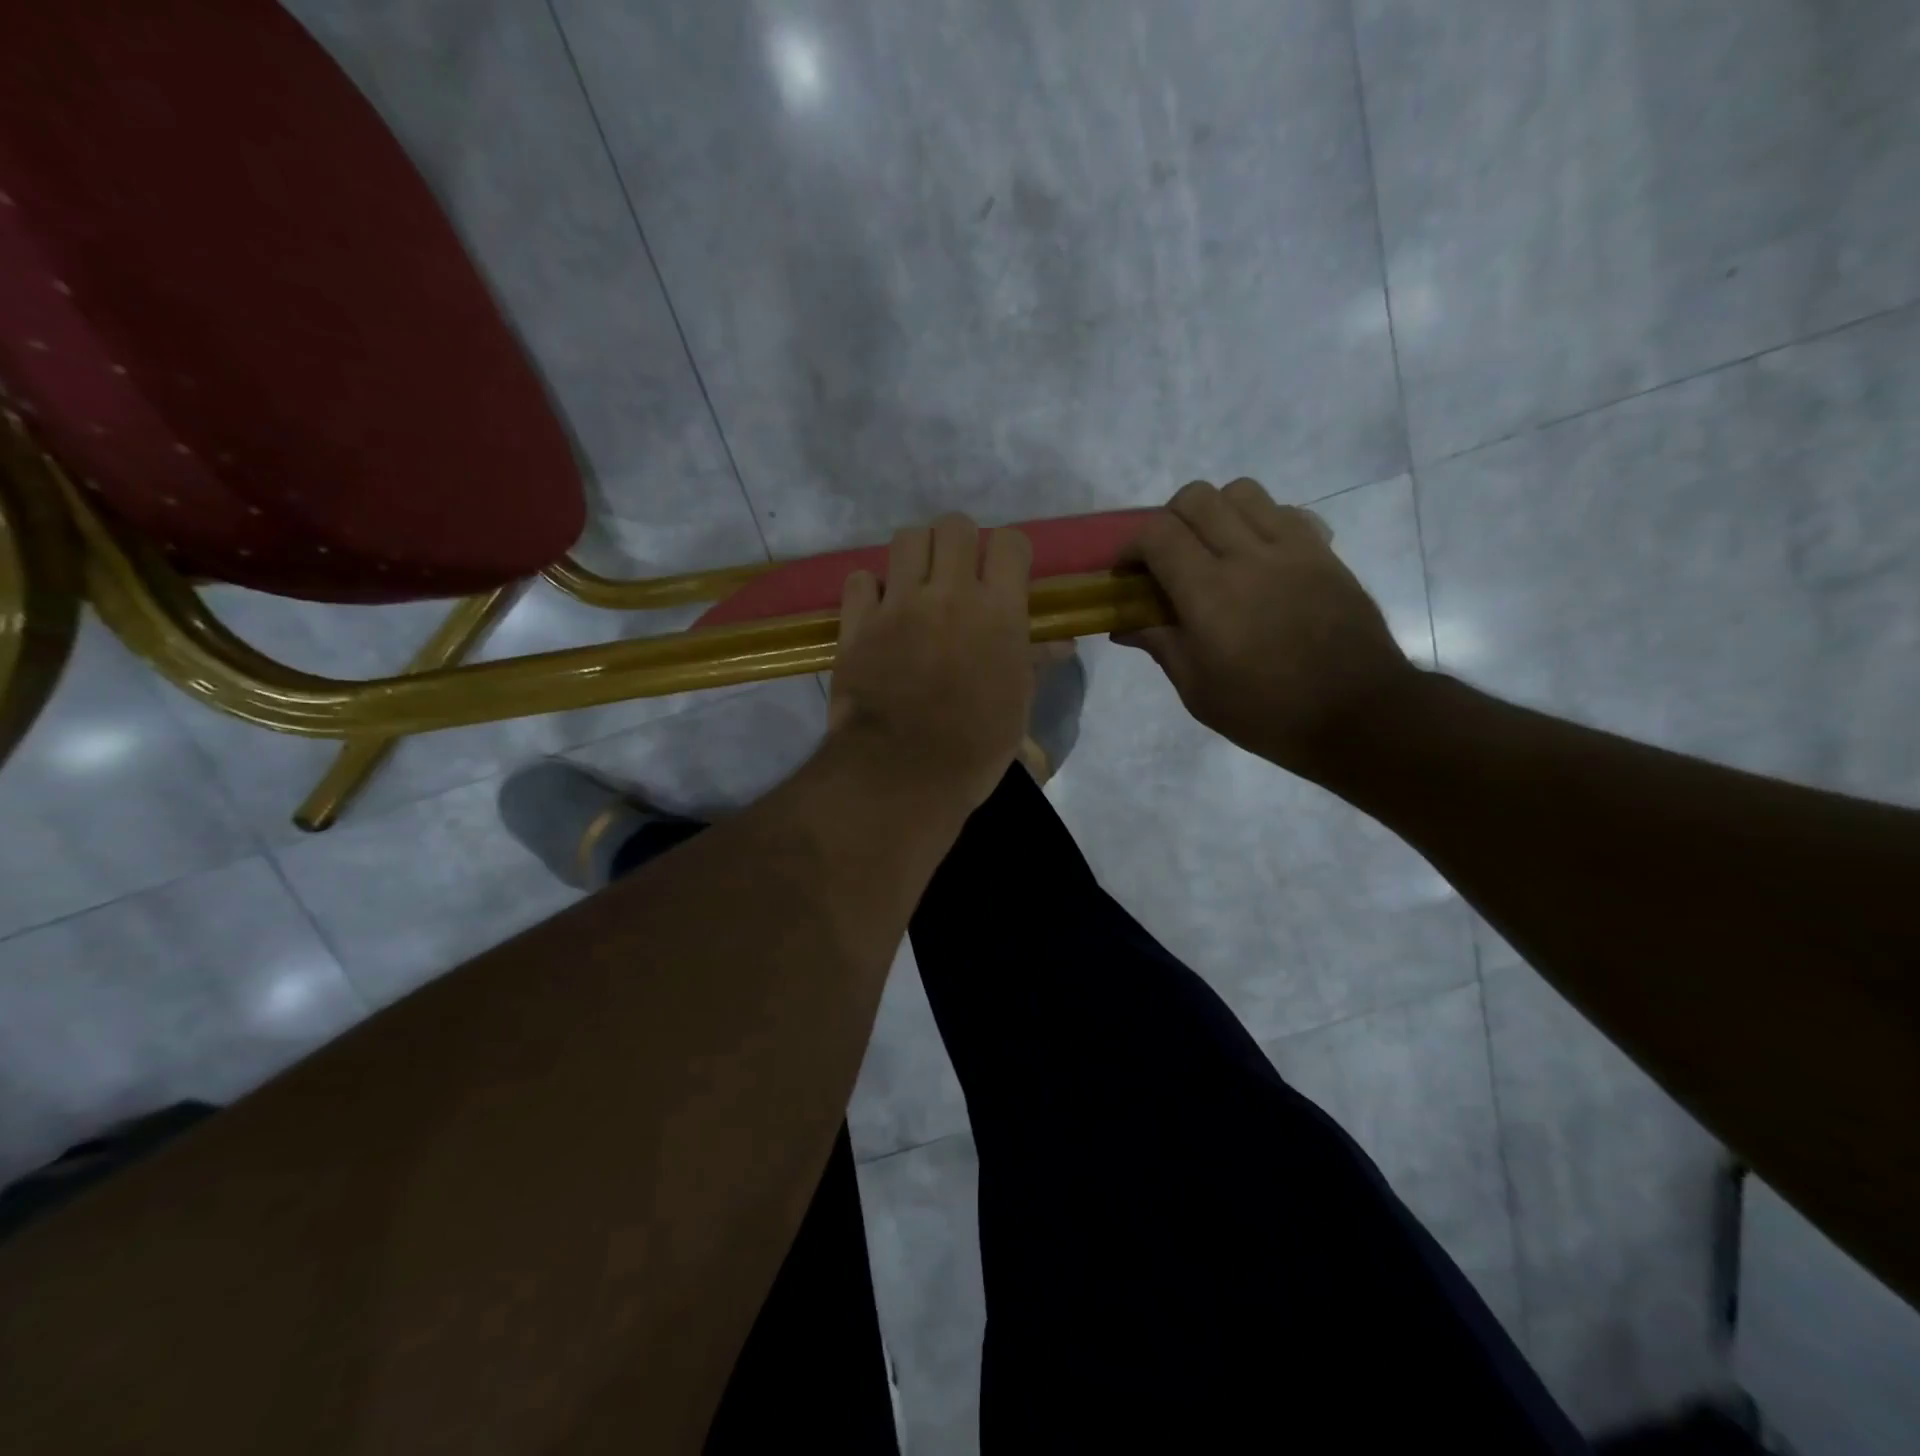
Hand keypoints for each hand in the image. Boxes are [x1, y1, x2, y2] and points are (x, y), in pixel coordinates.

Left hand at [830, 513, 1034, 811]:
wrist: (903, 773)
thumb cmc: (974, 746)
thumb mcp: (1016, 704)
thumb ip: (1032, 660)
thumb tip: (1059, 643)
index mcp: (998, 611)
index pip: (1010, 542)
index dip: (1007, 554)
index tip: (1002, 576)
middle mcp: (948, 594)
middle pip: (954, 526)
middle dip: (959, 544)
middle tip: (956, 576)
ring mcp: (898, 605)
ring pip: (906, 538)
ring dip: (915, 556)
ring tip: (916, 586)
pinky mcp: (857, 623)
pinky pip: (860, 579)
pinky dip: (870, 590)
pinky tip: (878, 612)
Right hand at [1115, 478, 1416, 779]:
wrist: (1358, 713)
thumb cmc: (1267, 712)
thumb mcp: (1199, 690)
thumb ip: (1161, 645)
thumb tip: (1126, 626)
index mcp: (1209, 593)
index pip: (1158, 534)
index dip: (1132, 546)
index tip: (1128, 574)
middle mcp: (1248, 556)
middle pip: (1196, 498)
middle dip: (1168, 521)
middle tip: (1167, 558)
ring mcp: (1292, 548)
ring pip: (1241, 492)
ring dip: (1215, 512)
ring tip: (1213, 550)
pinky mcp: (1323, 552)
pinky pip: (1284, 511)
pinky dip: (1259, 521)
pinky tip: (1258, 557)